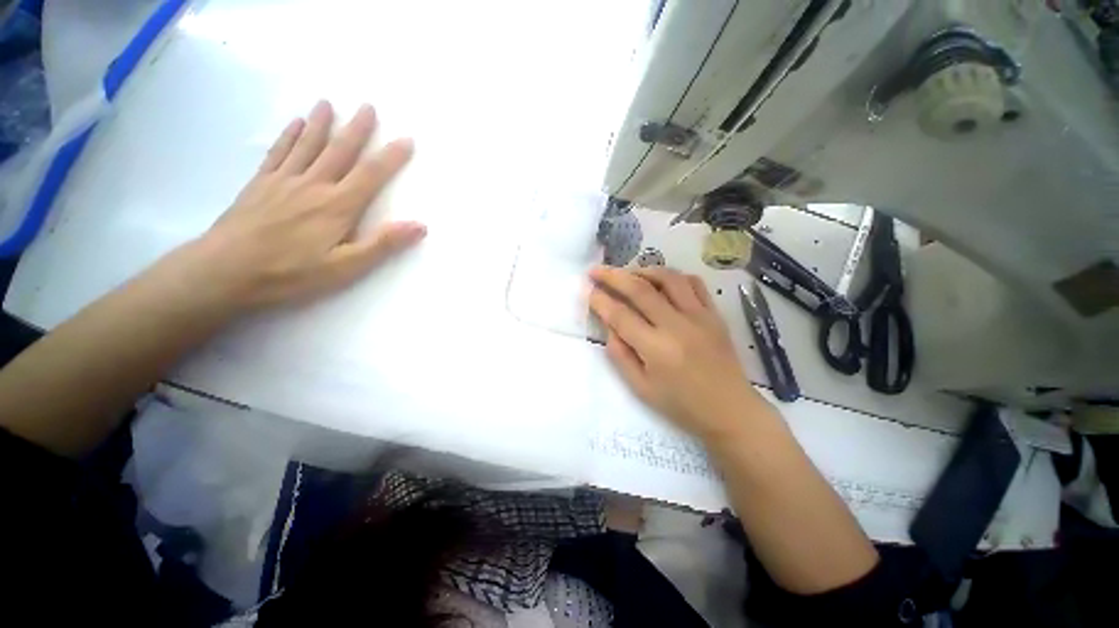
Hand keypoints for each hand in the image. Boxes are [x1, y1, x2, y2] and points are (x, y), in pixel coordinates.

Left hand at [175, 100, 425, 311]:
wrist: (225, 271)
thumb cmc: (292, 273)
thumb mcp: (346, 267)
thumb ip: (382, 244)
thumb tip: (419, 226)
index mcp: (338, 206)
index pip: (371, 175)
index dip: (391, 157)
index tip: (407, 139)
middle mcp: (313, 185)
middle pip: (340, 151)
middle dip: (357, 129)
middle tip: (368, 106)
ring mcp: (284, 181)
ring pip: (308, 145)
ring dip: (321, 124)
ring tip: (329, 103)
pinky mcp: (260, 184)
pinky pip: (278, 152)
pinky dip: (289, 136)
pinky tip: (296, 124)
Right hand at [588, 266, 766, 439]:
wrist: (730, 411)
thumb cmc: (681, 405)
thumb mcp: (641, 388)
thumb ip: (620, 355)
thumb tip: (609, 326)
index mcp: (656, 349)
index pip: (620, 315)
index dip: (600, 300)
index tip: (587, 290)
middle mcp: (677, 326)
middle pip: (640, 289)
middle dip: (613, 276)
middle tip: (596, 270)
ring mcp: (699, 316)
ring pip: (668, 278)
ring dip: (643, 270)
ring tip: (628, 273)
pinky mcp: (714, 314)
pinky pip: (694, 283)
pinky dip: (673, 276)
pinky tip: (661, 281)